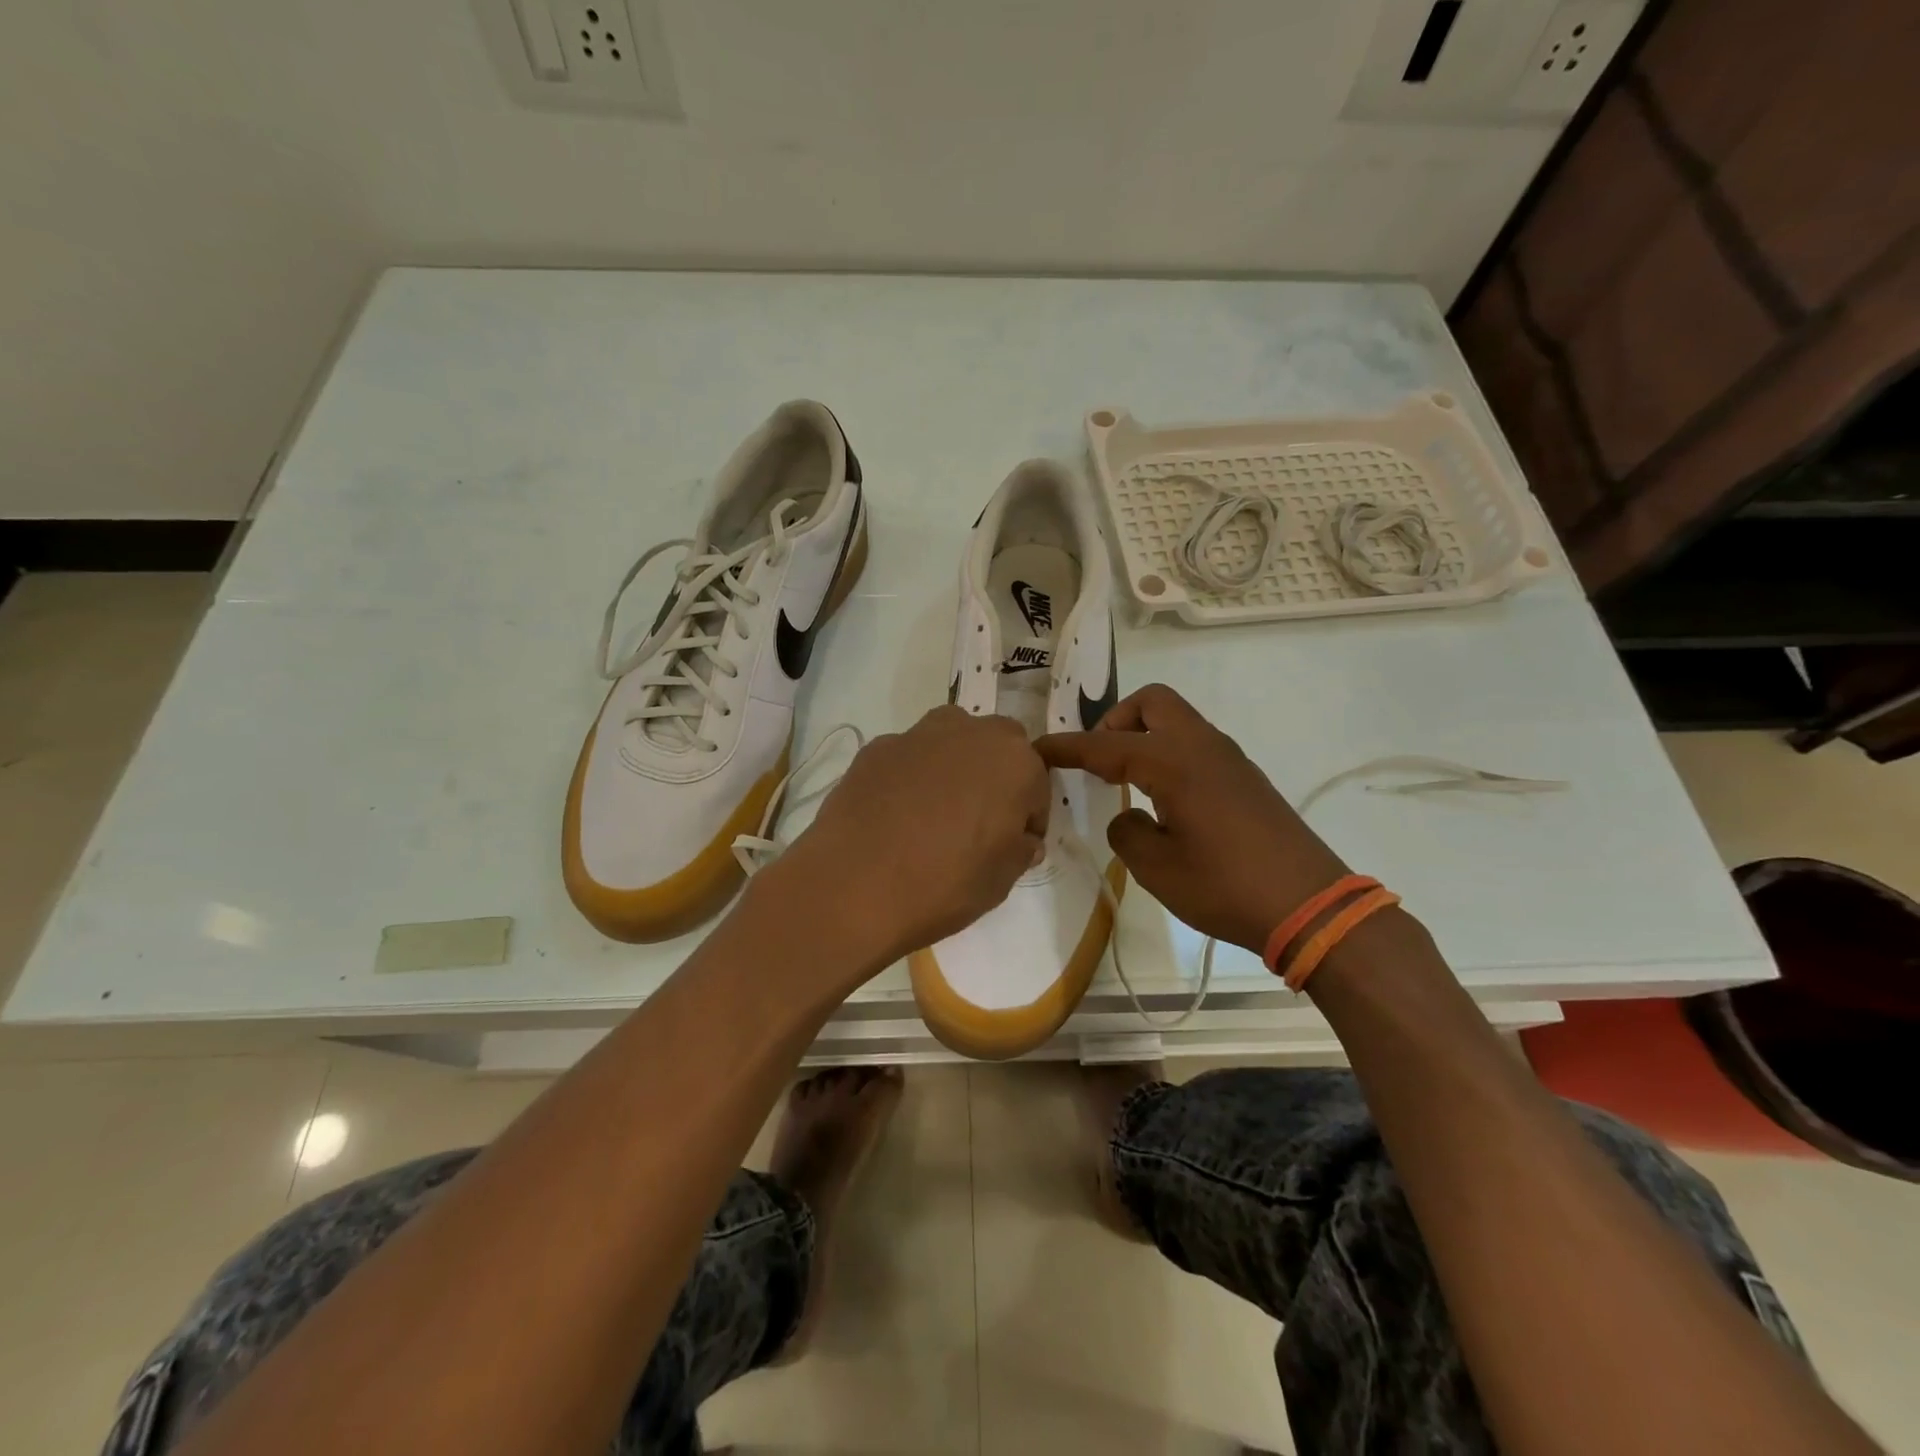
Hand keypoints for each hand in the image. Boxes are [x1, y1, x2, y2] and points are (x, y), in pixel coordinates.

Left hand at [766, 707, 1049, 976]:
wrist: (854, 885)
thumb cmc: (943, 885)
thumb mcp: (1000, 881)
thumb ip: (1019, 850)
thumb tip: (1022, 839)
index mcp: (1014, 763)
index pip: (1036, 786)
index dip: (1028, 817)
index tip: (1014, 844)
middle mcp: (971, 734)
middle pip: (998, 746)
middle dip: (996, 776)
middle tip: (979, 820)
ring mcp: (919, 735)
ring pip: (952, 739)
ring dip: (955, 764)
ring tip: (936, 811)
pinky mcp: (877, 747)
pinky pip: (909, 756)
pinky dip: (911, 775)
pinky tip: (895, 813)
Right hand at [1036, 683, 1351, 954]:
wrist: (1310, 906)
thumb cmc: (1225, 886)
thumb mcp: (1157, 868)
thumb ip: (1127, 832)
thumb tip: (1130, 815)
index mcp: (1174, 762)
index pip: (1106, 745)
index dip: (1067, 747)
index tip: (1037, 749)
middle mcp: (1202, 747)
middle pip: (1152, 703)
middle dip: (1115, 721)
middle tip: (1098, 760)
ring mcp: (1229, 759)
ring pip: (1177, 721)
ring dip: (1144, 735)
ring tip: (1125, 779)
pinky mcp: (1245, 778)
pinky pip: (1195, 744)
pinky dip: (1168, 753)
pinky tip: (1164, 797)